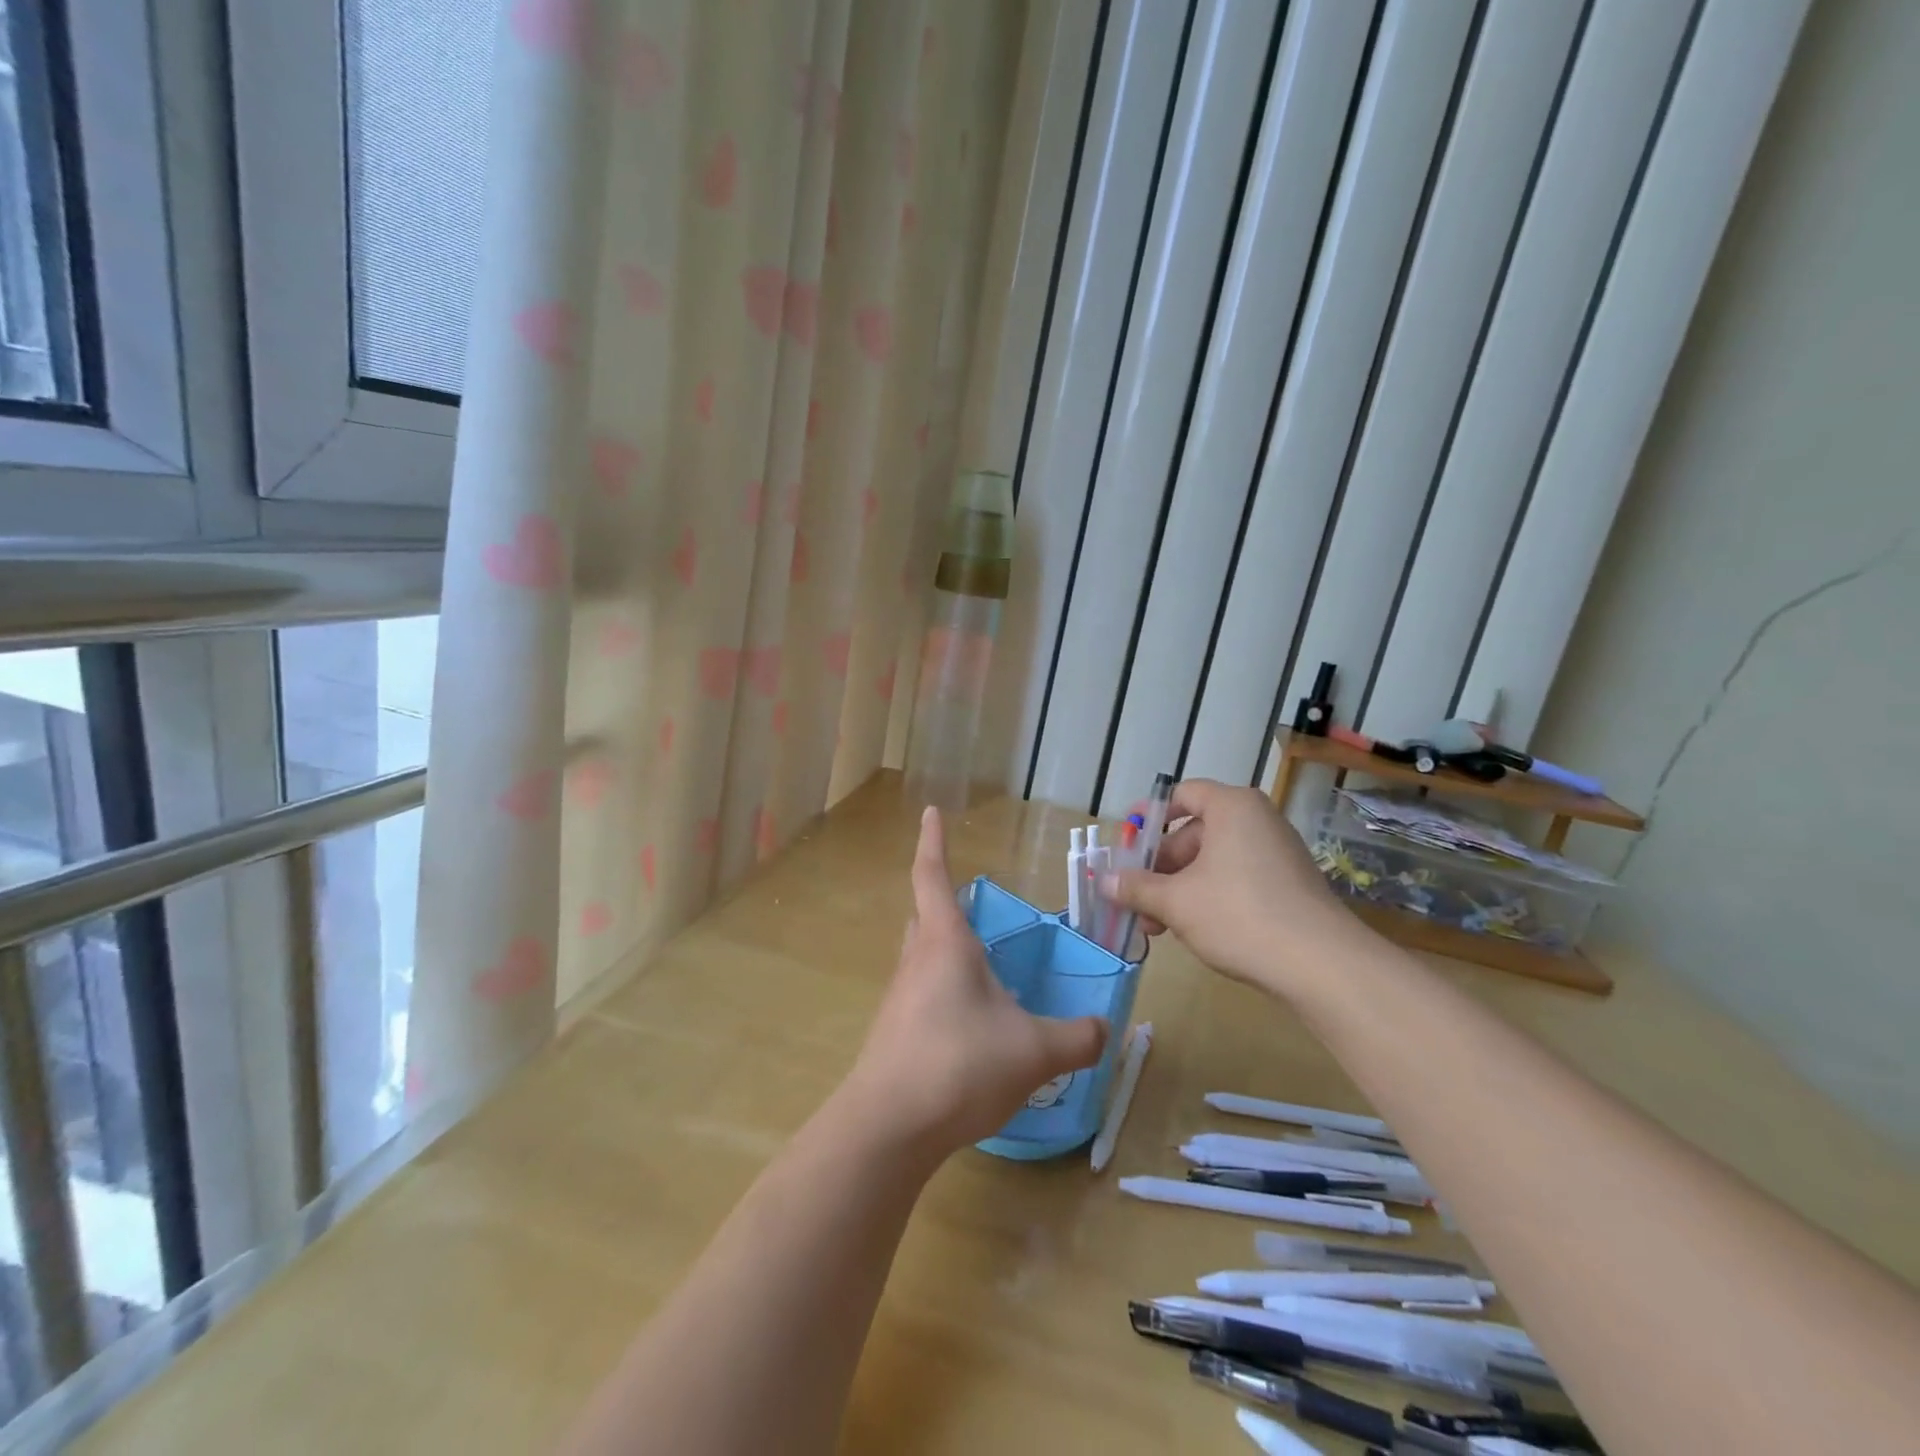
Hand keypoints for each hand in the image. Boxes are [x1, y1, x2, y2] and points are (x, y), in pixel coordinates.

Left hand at [841, 808, 1107, 1158]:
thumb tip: (1104, 1029)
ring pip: (920, 956)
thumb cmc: (959, 1065)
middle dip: (942, 900)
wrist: (888, 1127)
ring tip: (979, 964)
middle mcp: (916, 961)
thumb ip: (1076, 1038)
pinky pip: (921, 994)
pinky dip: (943, 991)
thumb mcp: (1033, 1051)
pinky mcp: (894, 1032)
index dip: (932, 842)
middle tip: (970, 902)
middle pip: (923, 915)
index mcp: (945, 944)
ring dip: (943, 949)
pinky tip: (968, 1023)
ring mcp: (900, 998)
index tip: (929, 811)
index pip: (932, 876)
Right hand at [1102, 779, 1349, 995]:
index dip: (1149, 817)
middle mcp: (1257, 820)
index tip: (1127, 845)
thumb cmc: (1239, 915)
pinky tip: (1191, 929)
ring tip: (1156, 926)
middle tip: (1134, 899)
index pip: (1182, 795)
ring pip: (1212, 860)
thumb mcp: (1176, 902)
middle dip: (1159, 867)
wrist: (1321, 965)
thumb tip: (1103, 881)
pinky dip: (1208, 896)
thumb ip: (1135, 888)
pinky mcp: (1288, 884)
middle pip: (1193, 832)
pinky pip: (1236, 878)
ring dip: (1178, 888)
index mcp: (1232, 807)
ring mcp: (1276, 852)